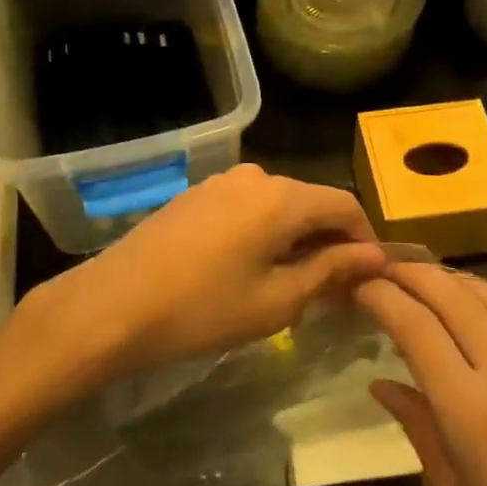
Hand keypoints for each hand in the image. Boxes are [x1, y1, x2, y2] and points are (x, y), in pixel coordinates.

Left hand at [19, 164, 387, 383]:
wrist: (112, 305)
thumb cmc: (202, 309)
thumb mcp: (276, 300)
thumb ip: (330, 270)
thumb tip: (374, 256)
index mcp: (282, 197)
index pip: (345, 205)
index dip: (365, 239)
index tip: (369, 278)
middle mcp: (255, 176)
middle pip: (311, 202)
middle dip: (330, 242)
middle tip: (335, 290)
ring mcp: (221, 182)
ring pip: (279, 205)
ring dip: (297, 238)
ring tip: (294, 284)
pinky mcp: (197, 195)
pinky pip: (249, 207)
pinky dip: (265, 232)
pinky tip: (253, 268)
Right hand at [356, 265, 486, 485]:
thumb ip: (418, 428)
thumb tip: (381, 383)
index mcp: (472, 412)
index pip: (416, 327)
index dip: (383, 297)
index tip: (360, 286)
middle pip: (454, 296)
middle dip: (413, 274)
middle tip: (386, 270)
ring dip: (457, 280)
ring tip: (429, 281)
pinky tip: (483, 309)